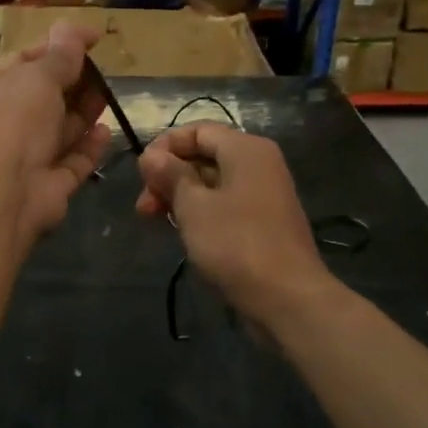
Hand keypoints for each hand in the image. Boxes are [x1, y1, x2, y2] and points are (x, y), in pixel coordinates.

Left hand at [0, 23, 111, 245]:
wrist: (3, 190)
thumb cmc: (11, 119)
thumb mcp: (37, 75)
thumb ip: (61, 55)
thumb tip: (74, 28)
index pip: (20, 62)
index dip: (55, 47)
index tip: (92, 39)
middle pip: (41, 98)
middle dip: (72, 83)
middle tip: (102, 70)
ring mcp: (20, 159)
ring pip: (57, 131)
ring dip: (83, 113)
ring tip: (109, 95)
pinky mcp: (45, 186)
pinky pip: (71, 162)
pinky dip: (88, 147)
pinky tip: (105, 131)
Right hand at [135, 122, 330, 326]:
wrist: (286, 297)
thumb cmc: (235, 243)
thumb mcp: (193, 206)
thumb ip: (171, 175)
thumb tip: (151, 155)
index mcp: (246, 149)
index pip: (197, 130)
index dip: (164, 147)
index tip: (141, 174)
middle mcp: (259, 164)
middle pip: (204, 156)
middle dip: (169, 176)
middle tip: (143, 207)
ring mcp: (264, 194)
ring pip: (212, 183)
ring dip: (180, 197)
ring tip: (155, 221)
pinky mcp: (264, 222)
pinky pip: (225, 205)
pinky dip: (201, 212)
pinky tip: (182, 231)